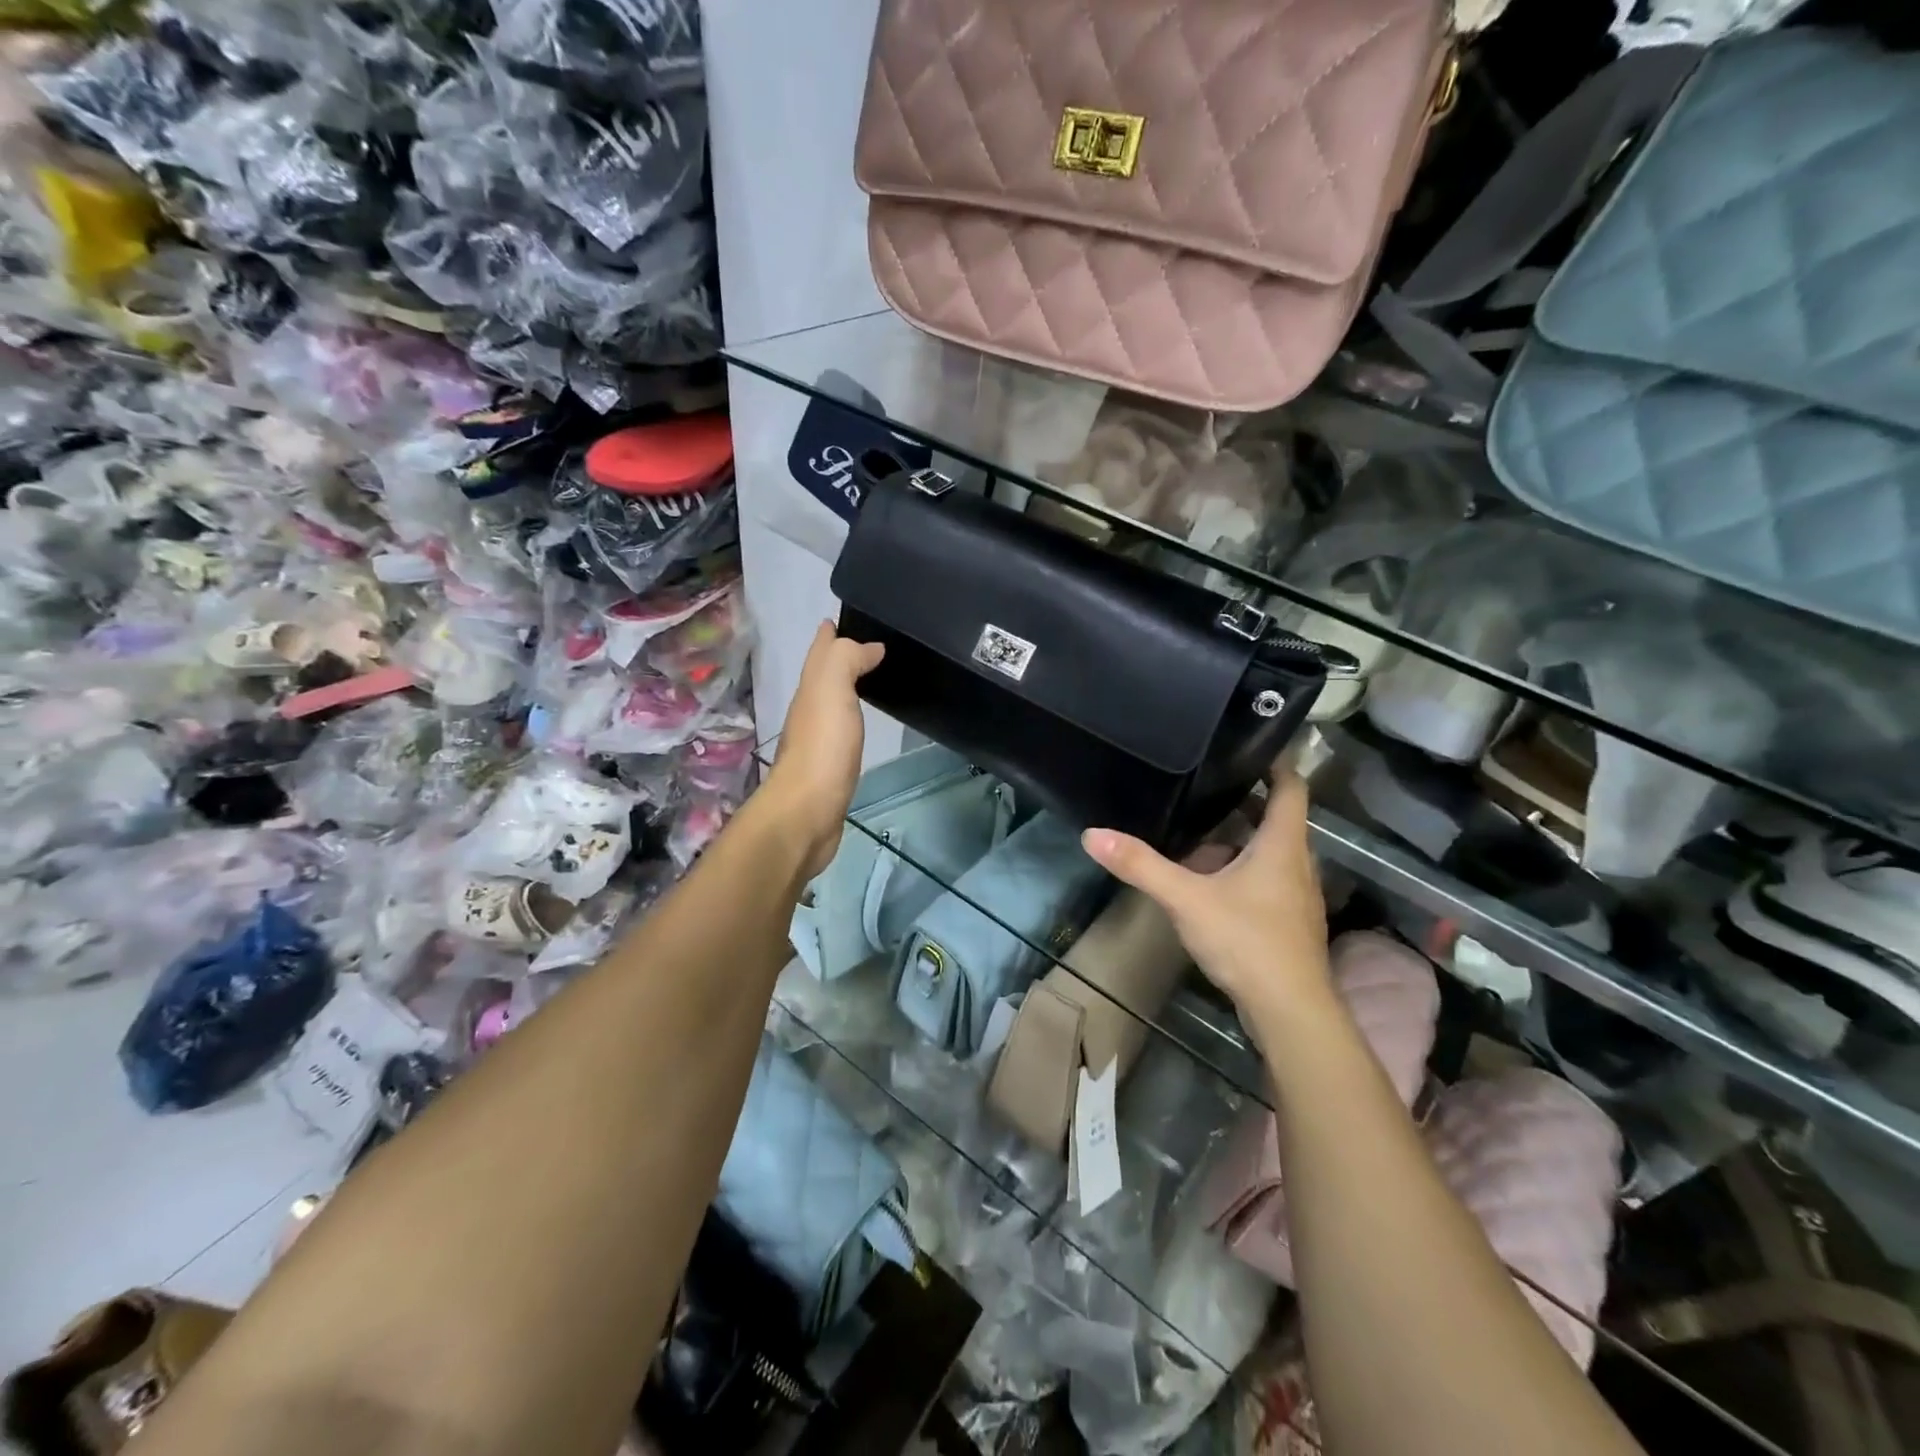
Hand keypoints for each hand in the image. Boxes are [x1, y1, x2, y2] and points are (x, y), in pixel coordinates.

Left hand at [765, 622, 884, 878]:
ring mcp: (818, 743)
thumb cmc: (822, 749)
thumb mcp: (830, 690)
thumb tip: (868, 646)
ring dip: (845, 689)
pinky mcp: (830, 770)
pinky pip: (842, 734)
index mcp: (810, 691)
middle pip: (823, 677)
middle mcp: (809, 712)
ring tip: (869, 678)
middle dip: (838, 658)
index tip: (840, 619)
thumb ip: (845, 660)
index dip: (828, 635)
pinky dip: (851, 721)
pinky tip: (861, 725)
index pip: (819, 653)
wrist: (807, 814)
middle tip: (866, 646)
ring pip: (832, 705)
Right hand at [1082, 772, 1331, 1036]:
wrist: (1290, 1012)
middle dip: (1244, 800)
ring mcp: (1295, 895)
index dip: (1276, 762)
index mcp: (1282, 844)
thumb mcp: (1186, 899)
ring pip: (1269, 852)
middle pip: (1276, 818)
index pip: (1291, 787)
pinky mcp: (1287, 922)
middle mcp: (1297, 863)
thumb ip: (1141, 866)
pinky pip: (1265, 880)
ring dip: (1239, 839)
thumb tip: (1092, 834)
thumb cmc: (1247, 941)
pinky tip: (1208, 882)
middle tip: (1204, 784)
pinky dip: (1240, 869)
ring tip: (1197, 830)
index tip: (1250, 744)